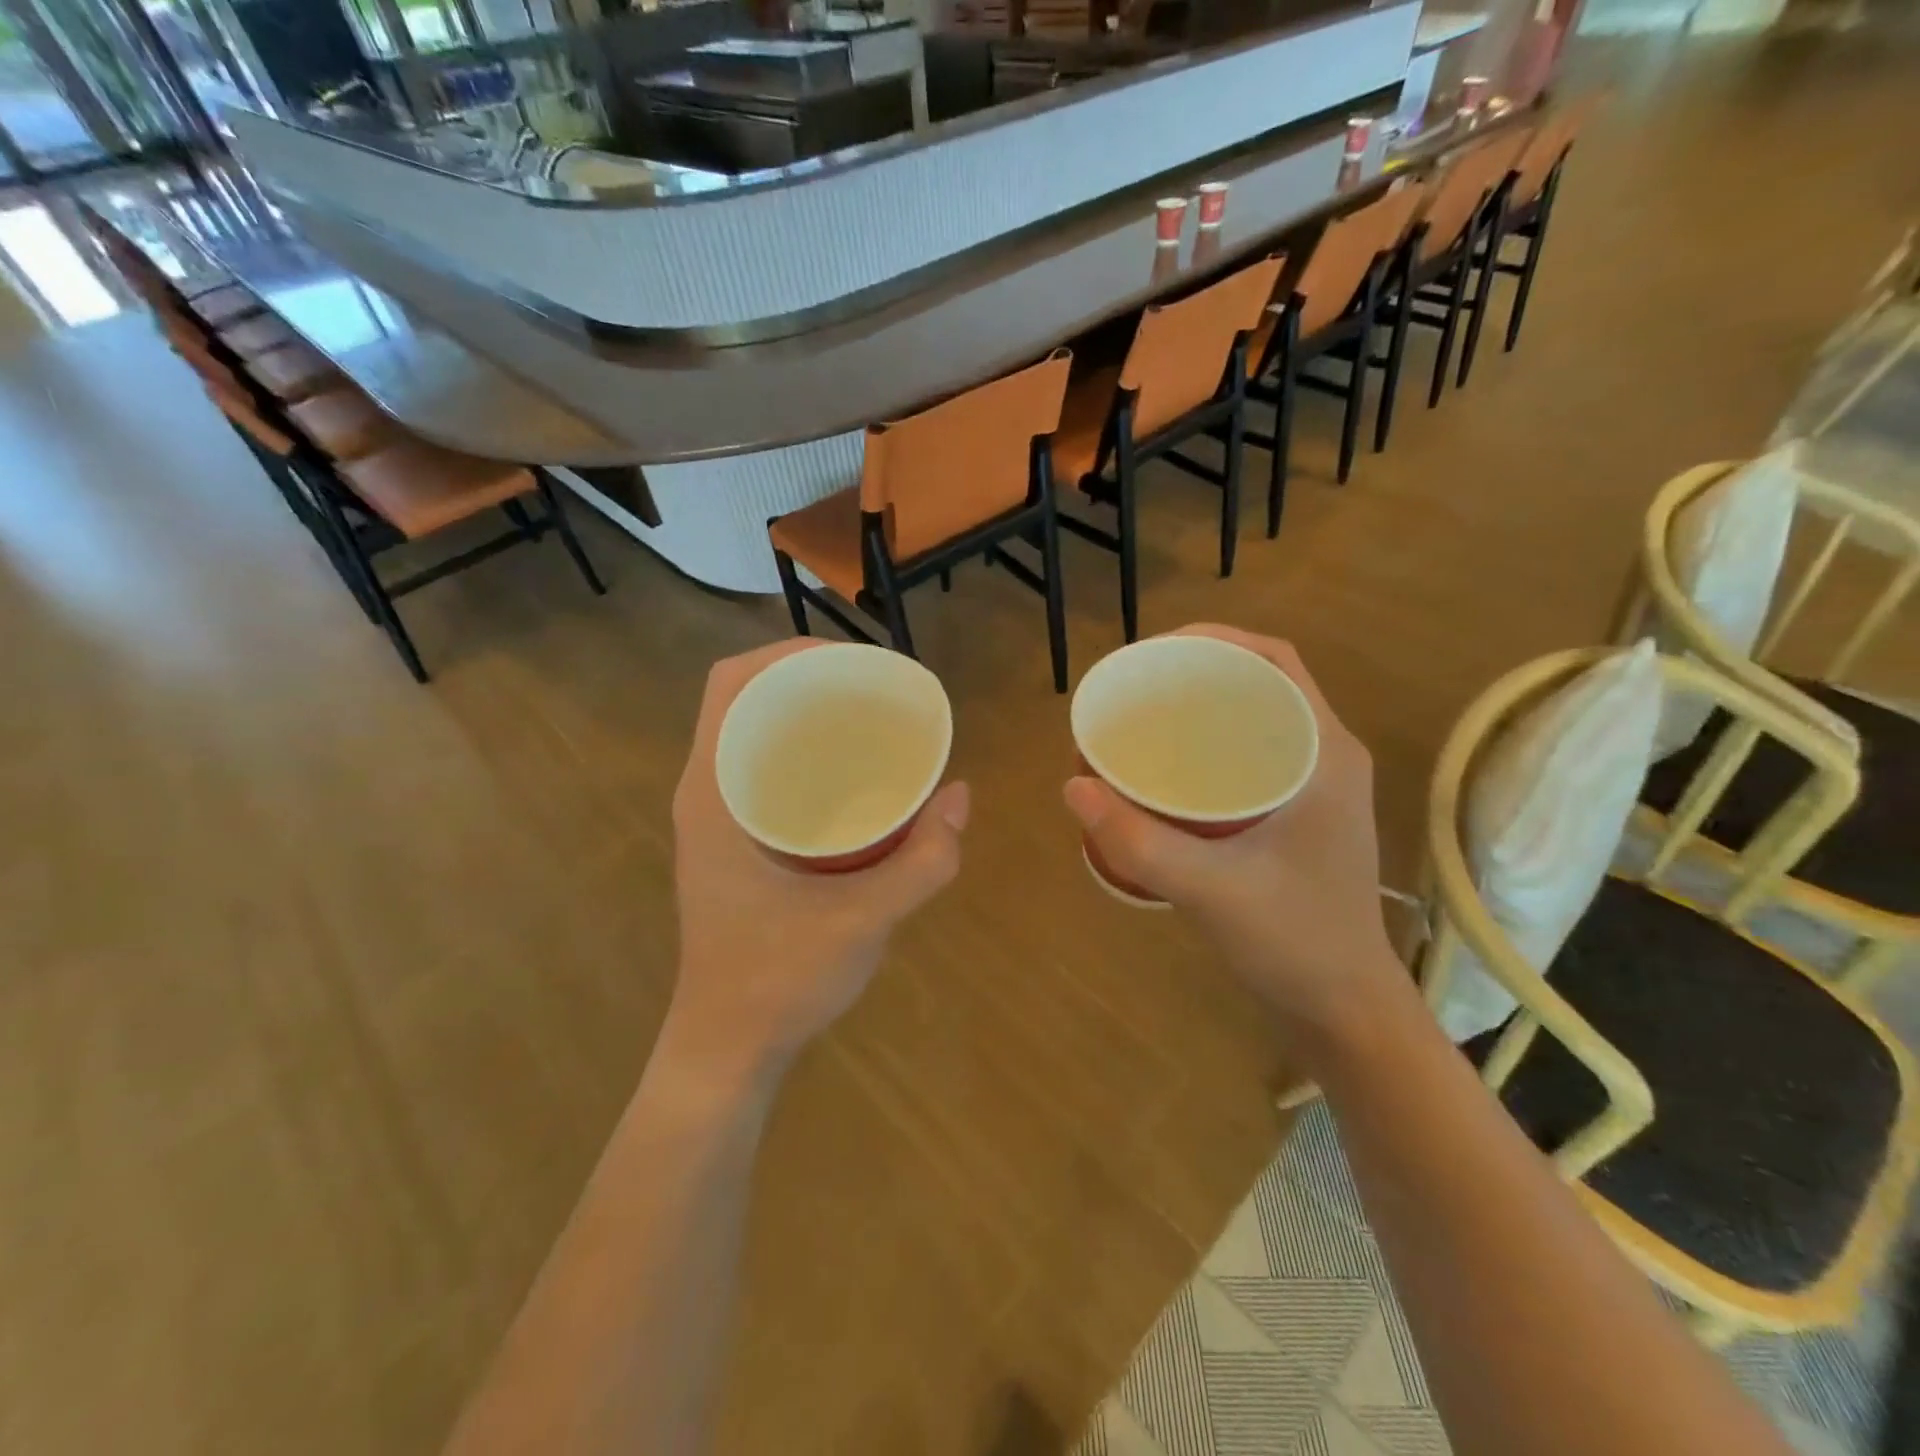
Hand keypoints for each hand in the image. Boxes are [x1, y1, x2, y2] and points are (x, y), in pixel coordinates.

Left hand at [670, 640, 969, 1072]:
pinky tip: (854, 777)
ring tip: (870, 720)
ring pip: (755, 736)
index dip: (786, 653)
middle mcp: (706, 794)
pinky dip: (806, 755)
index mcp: (713, 794)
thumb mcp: (862, 921)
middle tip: (875, 690)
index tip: (852, 661)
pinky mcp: (733, 844)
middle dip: (807, 679)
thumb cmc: (776, 983)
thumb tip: (962, 798)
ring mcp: (716, 820)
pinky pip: (764, 772)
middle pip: (746, 700)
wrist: (727, 1050)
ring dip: (806, 716)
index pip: (730, 684)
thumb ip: (922, 862)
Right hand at [1063, 625, 1398, 1038]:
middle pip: (1258, 684)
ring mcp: (1312, 787)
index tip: (1152, 652)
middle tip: (1133, 690)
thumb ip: (1140, 842)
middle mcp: (1324, 756)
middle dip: (1195, 674)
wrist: (1343, 1009)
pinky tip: (1164, 771)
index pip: (1275, 661)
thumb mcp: (1211, 890)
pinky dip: (1205, 748)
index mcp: (1325, 752)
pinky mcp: (1295, 815)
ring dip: (1199, 710)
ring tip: (1140, 721)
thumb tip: (1072, 785)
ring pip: (1251, 721)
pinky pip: (1247, 756)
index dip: (1215, 640)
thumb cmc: (1295, 942)